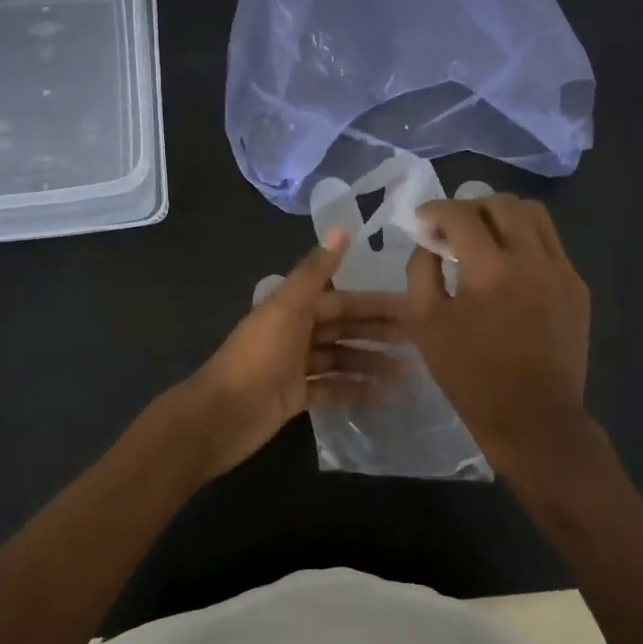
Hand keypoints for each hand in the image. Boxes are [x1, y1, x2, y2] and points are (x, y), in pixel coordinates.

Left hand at [177, 229, 408, 480]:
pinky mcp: (295, 396)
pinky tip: (384, 397)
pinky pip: (332, 388)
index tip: (413, 307)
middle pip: (345, 329)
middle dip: (380, 334)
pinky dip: (356, 390)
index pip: (343, 300)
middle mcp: (296, 332)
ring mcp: (296, 366)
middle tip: (422, 342)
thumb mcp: (286, 308)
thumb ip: (314, 272)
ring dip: (373, 364)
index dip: (376, 303)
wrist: (220, 415)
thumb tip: (340, 228)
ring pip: (342, 359)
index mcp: (293, 308)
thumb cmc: (257, 358)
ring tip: (410, 375)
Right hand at [405, 195, 606, 485]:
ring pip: (534, 215)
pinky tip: (509, 268)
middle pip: (502, 203)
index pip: (461, 214)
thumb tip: (429, 241)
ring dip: (502, 216)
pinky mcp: (578, 286)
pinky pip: (550, 244)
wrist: (534, 420)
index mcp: (491, 269)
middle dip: (470, 207)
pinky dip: (525, 241)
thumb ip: (422, 271)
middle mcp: (532, 258)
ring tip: (484, 237)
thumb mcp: (427, 324)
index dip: (436, 210)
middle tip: (452, 229)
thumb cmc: (472, 376)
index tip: (422, 219)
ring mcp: (562, 270)